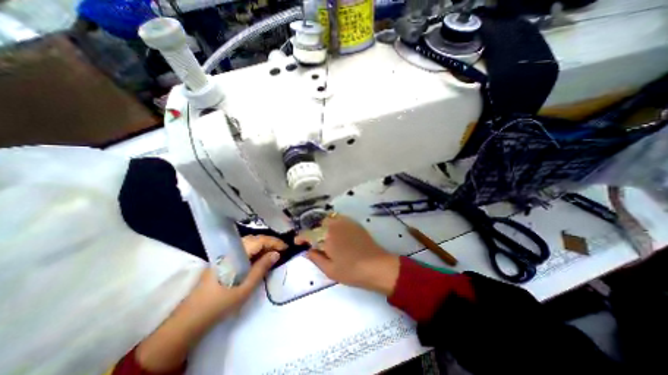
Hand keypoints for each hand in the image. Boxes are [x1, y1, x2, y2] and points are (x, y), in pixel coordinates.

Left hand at [134, 235, 287, 371]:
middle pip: (254, 239)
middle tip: (281, 250)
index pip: (259, 240)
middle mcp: (231, 249)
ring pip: (248, 243)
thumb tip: (276, 254)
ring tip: (273, 253)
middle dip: (270, 242)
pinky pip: (243, 249)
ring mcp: (226, 254)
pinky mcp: (224, 260)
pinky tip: (259, 258)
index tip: (286, 247)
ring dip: (262, 246)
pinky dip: (254, 251)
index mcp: (236, 253)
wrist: (191, 317)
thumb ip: (262, 267)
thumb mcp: (246, 286)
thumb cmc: (222, 302)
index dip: (274, 242)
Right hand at [295, 215, 397, 295]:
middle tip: (315, 243)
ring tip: (325, 238)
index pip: (309, 233)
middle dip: (314, 232)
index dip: (301, 237)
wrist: (377, 266)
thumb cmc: (352, 271)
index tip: (297, 242)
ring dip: (324, 227)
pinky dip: (334, 224)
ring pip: (329, 220)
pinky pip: (340, 219)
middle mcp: (335, 225)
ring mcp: (346, 222)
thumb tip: (307, 250)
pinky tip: (337, 234)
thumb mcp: (330, 270)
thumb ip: (316, 258)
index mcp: (327, 236)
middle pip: (319, 224)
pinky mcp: (354, 223)